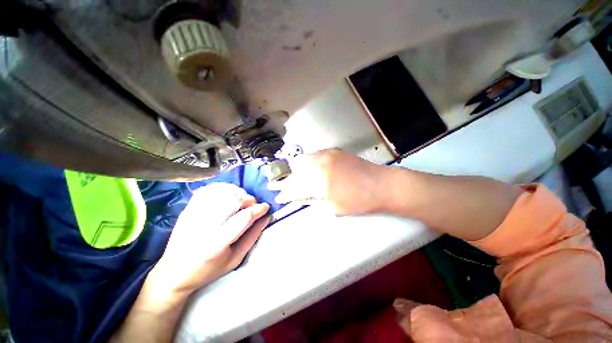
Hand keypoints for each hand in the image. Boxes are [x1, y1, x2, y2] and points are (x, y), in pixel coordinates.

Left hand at [148, 183, 269, 296]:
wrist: (173, 272)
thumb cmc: (208, 270)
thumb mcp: (235, 259)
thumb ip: (252, 237)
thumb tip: (266, 218)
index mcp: (217, 243)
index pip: (244, 217)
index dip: (259, 209)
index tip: (266, 207)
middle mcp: (204, 226)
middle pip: (234, 199)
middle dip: (249, 199)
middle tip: (253, 205)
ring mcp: (194, 215)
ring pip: (222, 191)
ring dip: (238, 192)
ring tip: (241, 200)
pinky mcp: (187, 209)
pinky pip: (208, 189)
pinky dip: (222, 187)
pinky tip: (228, 193)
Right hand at [268, 149, 388, 214]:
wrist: (382, 184)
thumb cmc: (359, 201)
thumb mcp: (333, 207)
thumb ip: (312, 200)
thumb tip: (298, 197)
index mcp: (319, 181)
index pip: (294, 187)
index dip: (284, 193)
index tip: (277, 196)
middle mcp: (319, 164)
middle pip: (294, 172)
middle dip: (284, 180)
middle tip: (276, 184)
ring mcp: (326, 154)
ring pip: (301, 161)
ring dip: (293, 170)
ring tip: (288, 176)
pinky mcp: (333, 150)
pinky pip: (313, 155)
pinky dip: (305, 162)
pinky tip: (304, 168)